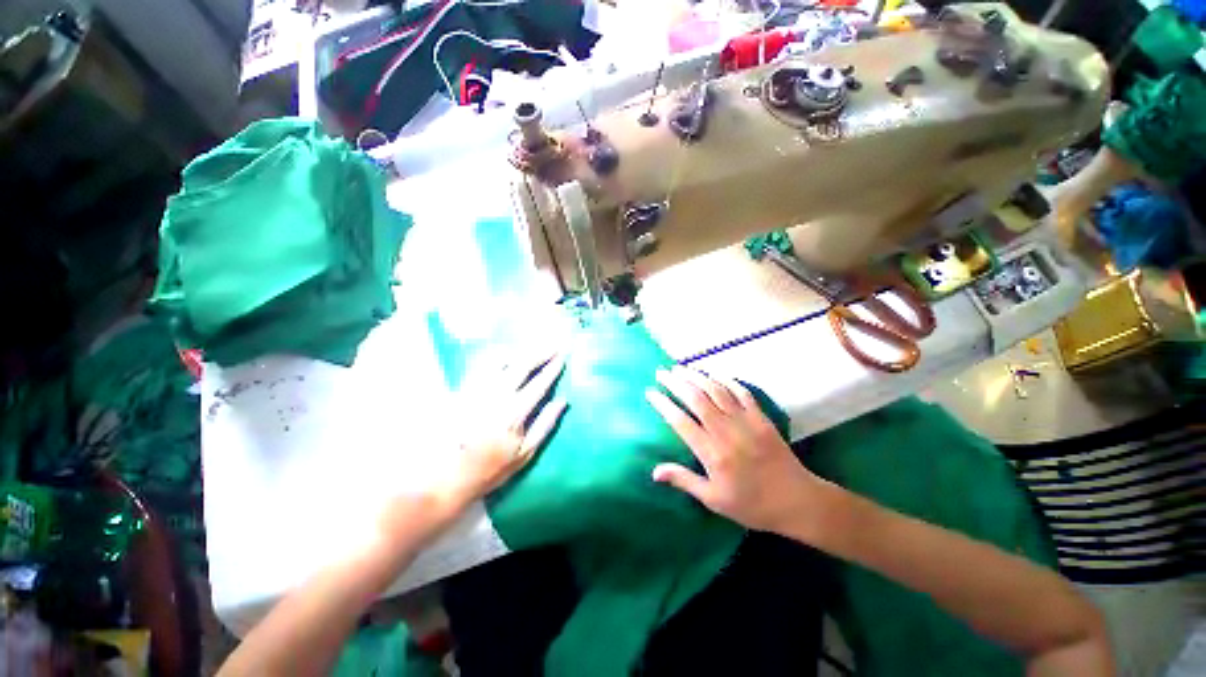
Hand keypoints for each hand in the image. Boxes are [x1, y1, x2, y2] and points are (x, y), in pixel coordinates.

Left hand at [448, 350, 567, 503]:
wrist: (443, 477)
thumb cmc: (489, 468)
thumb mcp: (524, 454)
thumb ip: (545, 425)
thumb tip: (562, 401)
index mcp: (514, 413)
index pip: (539, 383)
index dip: (552, 368)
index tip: (563, 356)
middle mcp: (496, 396)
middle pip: (522, 365)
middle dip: (541, 352)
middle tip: (554, 343)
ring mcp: (477, 390)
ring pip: (502, 360)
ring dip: (521, 350)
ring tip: (534, 345)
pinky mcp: (463, 389)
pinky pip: (483, 365)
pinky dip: (499, 355)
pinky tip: (507, 353)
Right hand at [646, 366, 825, 534]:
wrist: (797, 501)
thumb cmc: (751, 504)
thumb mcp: (714, 500)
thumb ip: (684, 481)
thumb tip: (654, 472)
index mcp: (712, 452)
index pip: (680, 421)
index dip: (663, 404)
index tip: (650, 392)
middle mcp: (726, 431)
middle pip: (696, 399)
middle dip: (676, 383)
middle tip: (662, 372)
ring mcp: (745, 421)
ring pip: (716, 391)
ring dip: (696, 376)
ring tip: (681, 368)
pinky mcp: (761, 417)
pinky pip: (742, 392)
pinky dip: (727, 380)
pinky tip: (714, 373)